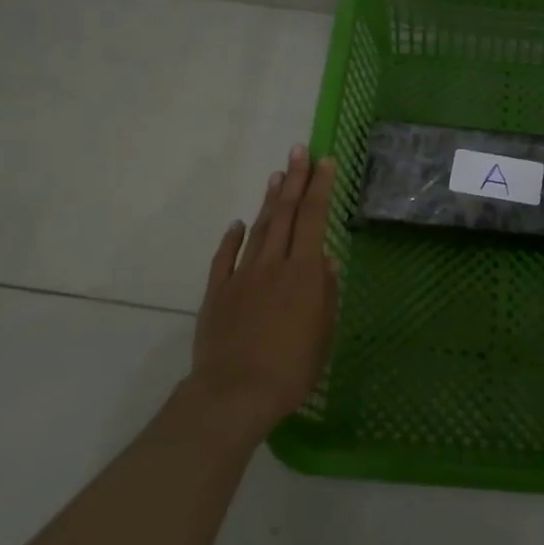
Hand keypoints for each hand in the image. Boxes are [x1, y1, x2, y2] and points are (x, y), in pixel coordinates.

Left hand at [189, 144, 339, 439]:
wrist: (234, 393)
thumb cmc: (291, 369)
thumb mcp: (323, 334)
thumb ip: (326, 293)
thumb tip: (326, 259)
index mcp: (303, 273)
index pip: (314, 218)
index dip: (320, 187)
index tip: (325, 161)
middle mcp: (272, 264)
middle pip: (286, 213)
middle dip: (295, 179)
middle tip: (299, 150)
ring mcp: (241, 276)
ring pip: (258, 229)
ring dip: (269, 200)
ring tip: (276, 176)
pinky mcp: (217, 293)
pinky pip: (225, 258)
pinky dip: (232, 237)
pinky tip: (238, 223)